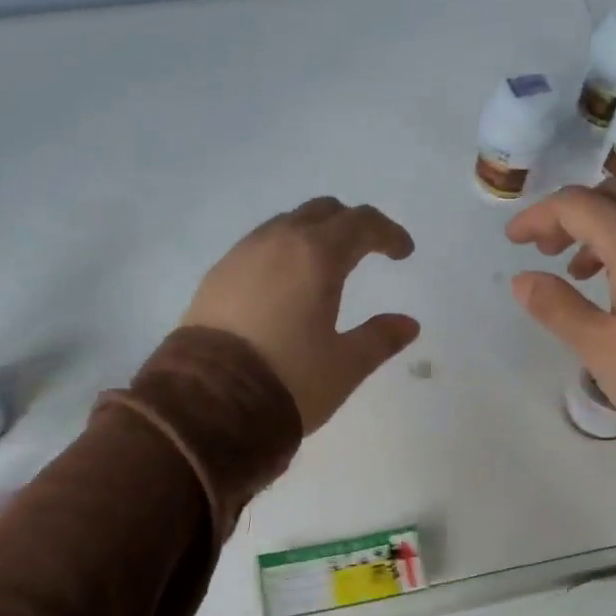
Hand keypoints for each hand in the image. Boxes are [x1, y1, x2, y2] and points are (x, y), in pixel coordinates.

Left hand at [184, 198, 420, 432]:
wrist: (208, 403)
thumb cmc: (289, 380)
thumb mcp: (345, 366)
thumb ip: (380, 338)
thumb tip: (407, 324)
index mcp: (317, 256)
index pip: (361, 223)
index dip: (388, 233)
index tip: (403, 253)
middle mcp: (277, 242)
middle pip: (322, 211)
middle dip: (350, 224)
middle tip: (367, 250)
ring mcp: (241, 255)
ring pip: (285, 225)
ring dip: (313, 235)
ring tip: (325, 266)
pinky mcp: (216, 276)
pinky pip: (258, 246)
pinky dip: (282, 252)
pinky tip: (284, 284)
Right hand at [506, 182, 615, 456]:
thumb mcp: (598, 346)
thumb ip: (556, 306)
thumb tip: (523, 280)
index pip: (577, 204)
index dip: (539, 217)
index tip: (514, 241)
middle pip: (615, 195)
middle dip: (574, 214)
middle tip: (548, 251)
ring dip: (607, 228)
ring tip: (584, 273)